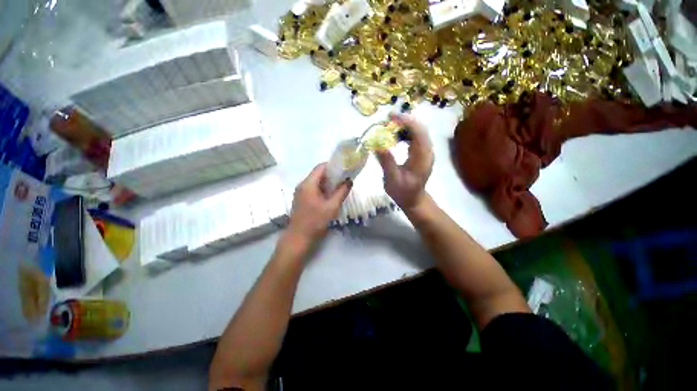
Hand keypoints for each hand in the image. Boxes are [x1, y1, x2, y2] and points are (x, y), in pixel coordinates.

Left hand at [286, 163, 351, 243]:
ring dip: (328, 183)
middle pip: (318, 173)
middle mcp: (302, 185)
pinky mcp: (301, 199)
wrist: (298, 238)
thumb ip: (342, 192)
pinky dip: (323, 189)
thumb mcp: (332, 207)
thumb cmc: (315, 222)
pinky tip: (331, 196)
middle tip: (344, 179)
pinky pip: (313, 189)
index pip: (321, 167)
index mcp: (308, 184)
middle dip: (332, 175)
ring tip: (340, 187)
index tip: (345, 170)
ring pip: (316, 182)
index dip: (333, 166)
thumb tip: (349, 180)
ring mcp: (301, 192)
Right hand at [376, 113, 433, 209]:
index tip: (390, 118)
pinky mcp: (422, 153)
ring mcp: (426, 151)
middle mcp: (428, 151)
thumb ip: (386, 161)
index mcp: (422, 157)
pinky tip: (395, 137)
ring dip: (404, 126)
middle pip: (420, 128)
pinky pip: (415, 137)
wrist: (414, 200)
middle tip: (387, 120)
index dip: (406, 122)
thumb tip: (377, 144)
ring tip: (389, 127)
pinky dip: (405, 133)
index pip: (418, 132)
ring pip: (418, 131)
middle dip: (404, 121)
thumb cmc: (403, 192)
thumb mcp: (392, 179)